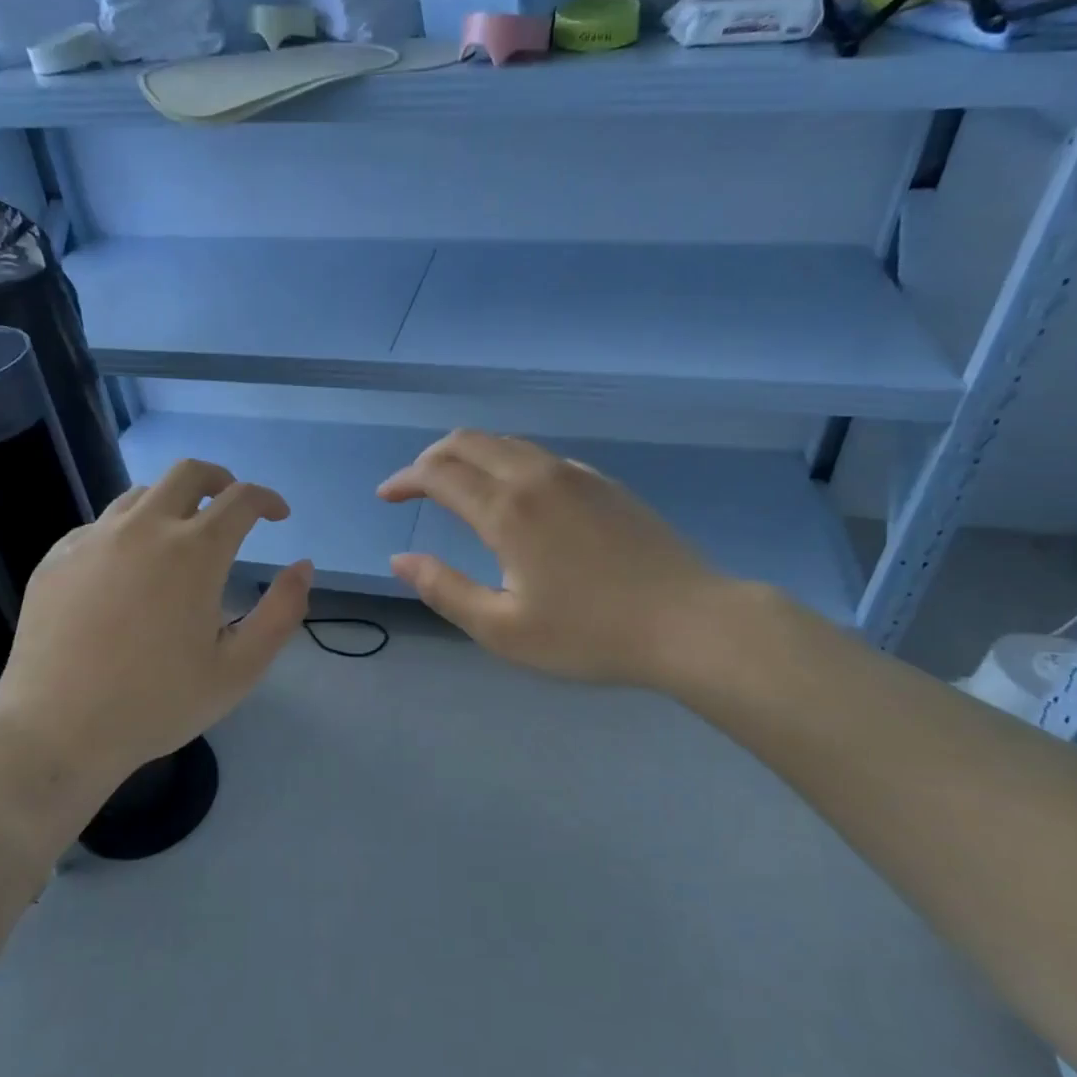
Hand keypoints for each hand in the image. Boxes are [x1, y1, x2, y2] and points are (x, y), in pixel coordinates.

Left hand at [0, 459, 310, 806]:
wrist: (57, 731)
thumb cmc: (158, 703)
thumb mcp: (240, 668)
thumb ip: (282, 612)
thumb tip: (303, 566)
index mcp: (194, 551)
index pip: (241, 499)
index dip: (267, 500)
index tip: (278, 516)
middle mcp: (144, 528)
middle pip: (188, 472)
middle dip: (221, 480)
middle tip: (232, 506)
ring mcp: (93, 539)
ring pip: (141, 494)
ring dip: (173, 503)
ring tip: (181, 537)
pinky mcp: (57, 557)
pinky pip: (101, 525)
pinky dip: (129, 531)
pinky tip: (128, 569)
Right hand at [378, 430, 731, 691]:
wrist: (689, 622)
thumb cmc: (590, 635)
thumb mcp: (503, 629)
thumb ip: (445, 590)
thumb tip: (401, 559)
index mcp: (507, 509)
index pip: (439, 473)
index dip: (405, 479)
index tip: (386, 495)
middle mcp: (537, 476)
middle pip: (470, 441)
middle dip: (432, 457)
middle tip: (414, 485)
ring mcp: (576, 475)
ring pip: (508, 443)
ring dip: (471, 455)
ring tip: (457, 486)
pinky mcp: (605, 483)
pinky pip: (541, 457)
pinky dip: (509, 463)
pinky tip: (516, 497)